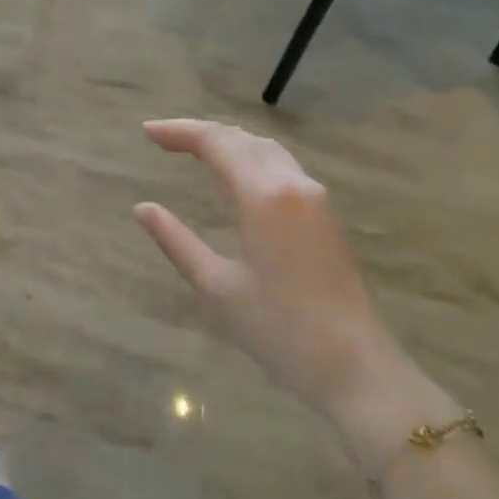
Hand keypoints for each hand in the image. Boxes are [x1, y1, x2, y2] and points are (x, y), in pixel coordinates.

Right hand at [135, 119, 423, 433]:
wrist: (355, 367)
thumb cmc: (279, 329)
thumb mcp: (216, 286)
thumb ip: (176, 241)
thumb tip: (143, 208)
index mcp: (263, 196)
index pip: (216, 143)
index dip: (180, 132)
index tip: (147, 132)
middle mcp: (291, 183)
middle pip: (241, 138)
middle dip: (200, 132)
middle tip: (163, 137)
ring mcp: (314, 196)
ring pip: (265, 148)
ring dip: (227, 140)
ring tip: (193, 148)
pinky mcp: (325, 213)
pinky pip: (281, 164)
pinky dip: (249, 155)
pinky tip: (235, 171)